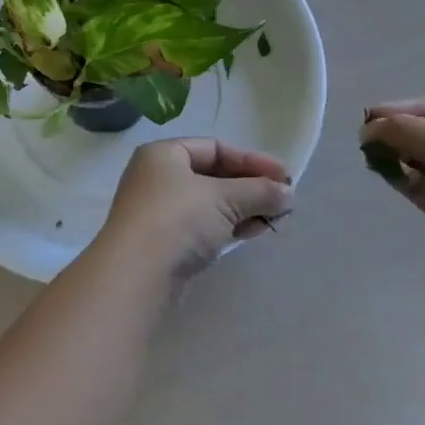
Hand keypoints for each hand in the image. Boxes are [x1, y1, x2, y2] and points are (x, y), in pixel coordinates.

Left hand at [94, 138, 293, 282]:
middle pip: (213, 175)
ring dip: (243, 207)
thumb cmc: (178, 220)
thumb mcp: (224, 198)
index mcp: (164, 154)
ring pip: (209, 203)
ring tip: (275, 217)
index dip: (252, 160)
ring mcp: (159, 212)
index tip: (285, 176)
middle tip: (283, 198)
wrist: (136, 276)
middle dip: (250, 186)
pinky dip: (228, 225)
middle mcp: (157, 177)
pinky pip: (203, 226)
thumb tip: (288, 194)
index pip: (215, 148)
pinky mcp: (164, 243)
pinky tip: (253, 231)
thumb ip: (259, 191)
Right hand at [360, 97, 424, 282]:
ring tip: (369, 155)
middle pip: (420, 131)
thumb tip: (369, 127)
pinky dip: (397, 177)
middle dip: (394, 131)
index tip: (370, 118)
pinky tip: (381, 172)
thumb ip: (408, 132)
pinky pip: (414, 185)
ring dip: (392, 154)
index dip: (400, 109)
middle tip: (365, 138)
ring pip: (414, 158)